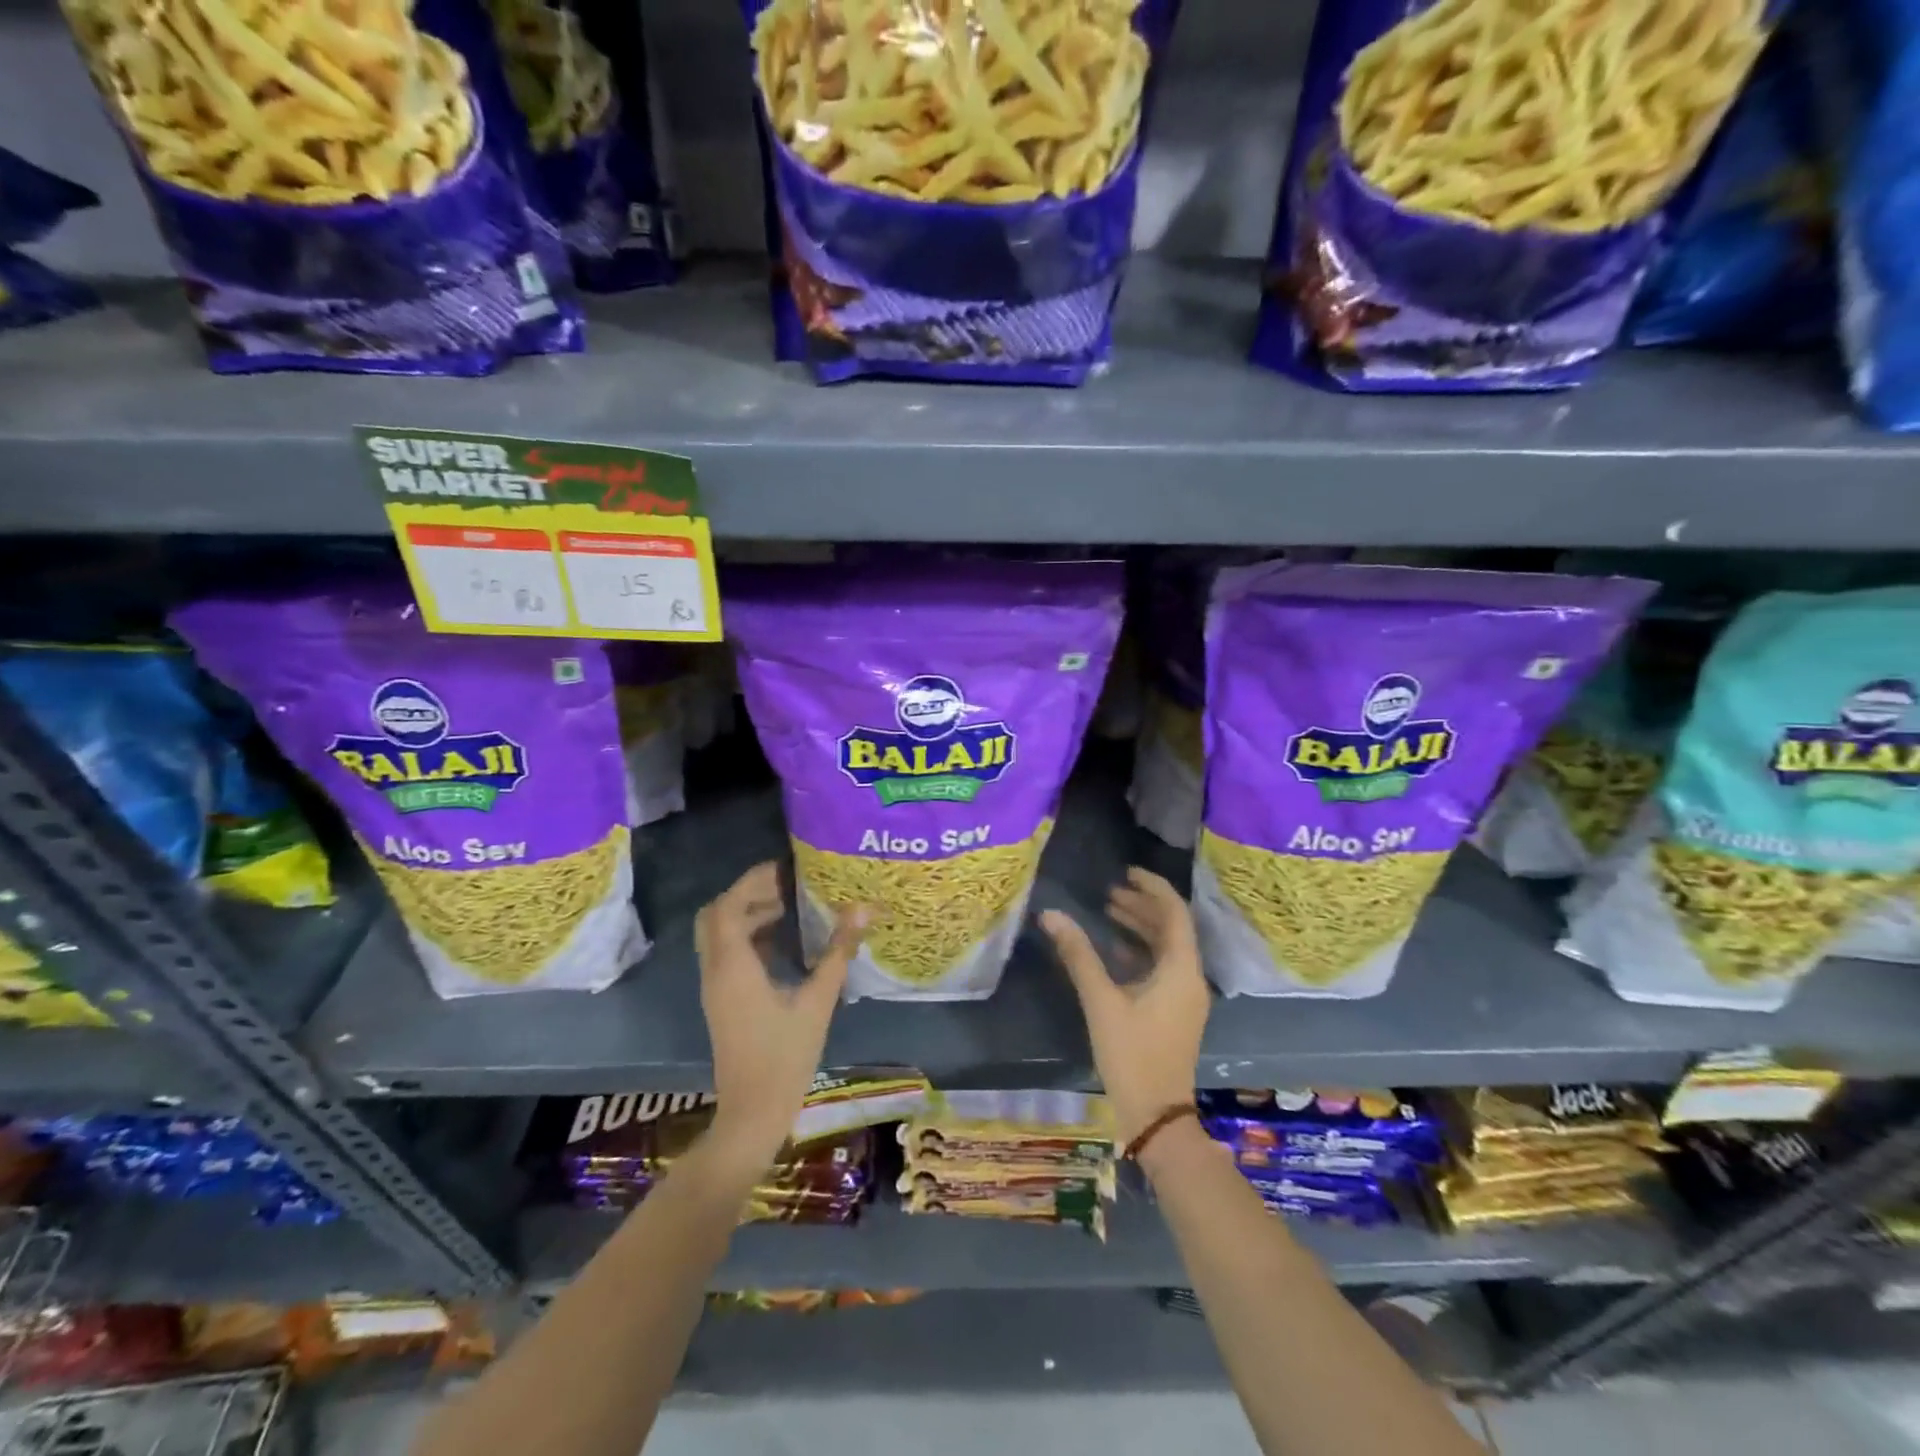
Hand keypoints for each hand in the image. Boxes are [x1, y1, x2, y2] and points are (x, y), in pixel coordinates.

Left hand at [694, 862, 867, 1178]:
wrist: (753, 1113)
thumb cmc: (785, 1057)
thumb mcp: (818, 1001)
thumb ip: (837, 953)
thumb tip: (861, 910)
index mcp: (734, 967)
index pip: (728, 906)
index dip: (752, 881)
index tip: (784, 869)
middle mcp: (716, 971)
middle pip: (716, 915)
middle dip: (746, 894)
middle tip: (784, 886)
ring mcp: (715, 988)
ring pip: (718, 934)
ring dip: (747, 915)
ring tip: (789, 910)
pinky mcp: (721, 1001)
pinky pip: (725, 954)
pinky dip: (747, 938)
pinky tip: (783, 945)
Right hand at [1042, 868, 1209, 1147]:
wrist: (1156, 1116)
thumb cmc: (1132, 1054)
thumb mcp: (1101, 1001)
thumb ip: (1078, 955)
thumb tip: (1051, 915)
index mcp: (1181, 969)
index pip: (1174, 912)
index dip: (1152, 887)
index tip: (1126, 872)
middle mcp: (1190, 978)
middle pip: (1172, 928)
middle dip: (1142, 905)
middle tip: (1110, 891)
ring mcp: (1185, 997)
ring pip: (1167, 948)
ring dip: (1141, 928)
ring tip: (1108, 912)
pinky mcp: (1175, 1012)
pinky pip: (1162, 968)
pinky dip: (1140, 952)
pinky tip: (1113, 951)